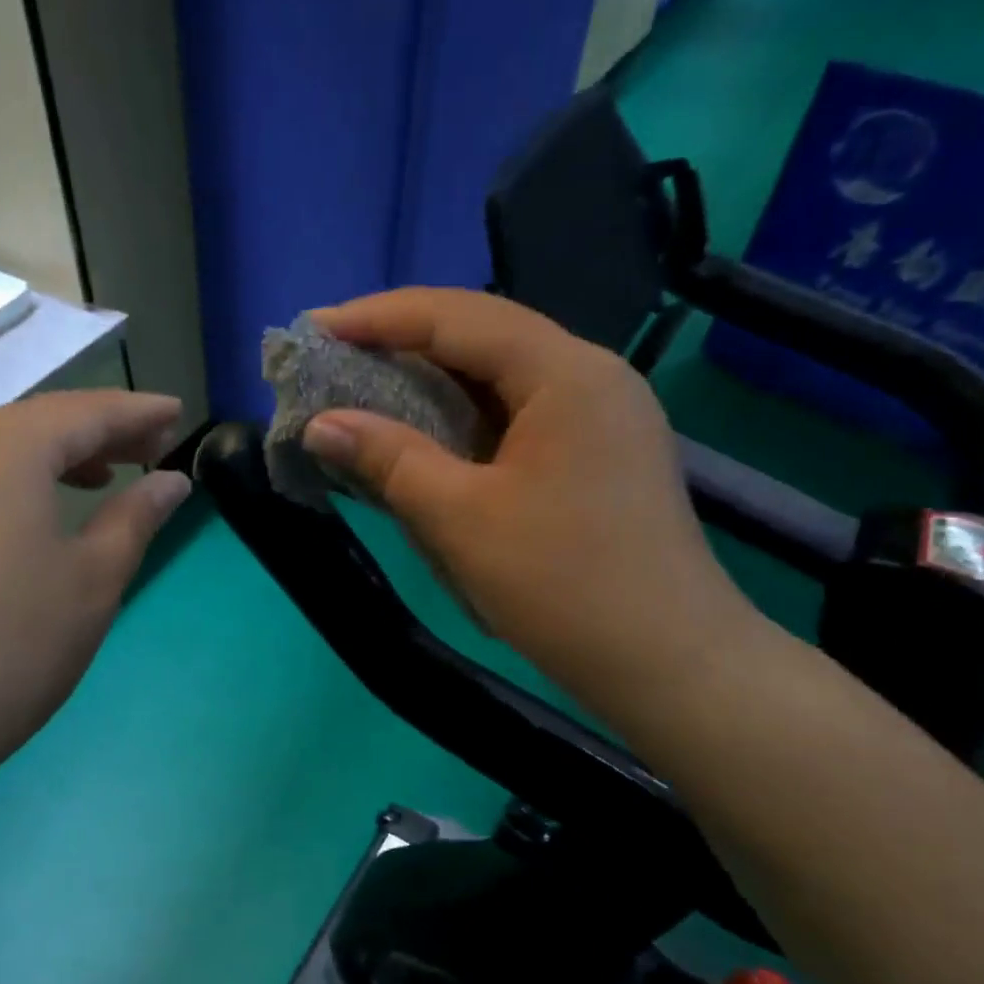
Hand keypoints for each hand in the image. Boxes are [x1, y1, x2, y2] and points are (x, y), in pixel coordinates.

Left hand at [0, 390, 190, 807]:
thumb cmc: (7, 646)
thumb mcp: (92, 580)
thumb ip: (135, 517)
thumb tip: (170, 480)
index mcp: (4, 447)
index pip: (86, 411)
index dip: (137, 412)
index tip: (177, 413)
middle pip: (36, 424)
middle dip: (97, 433)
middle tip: (149, 449)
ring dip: (53, 458)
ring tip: (98, 481)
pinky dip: (10, 484)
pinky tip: (29, 518)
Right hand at [301, 288, 756, 720]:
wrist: (669, 665)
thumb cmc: (563, 586)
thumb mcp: (461, 519)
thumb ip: (388, 459)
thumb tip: (319, 423)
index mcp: (566, 373)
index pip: (459, 317)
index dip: (378, 318)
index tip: (314, 328)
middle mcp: (590, 376)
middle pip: (483, 335)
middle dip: (403, 340)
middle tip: (334, 356)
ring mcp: (601, 415)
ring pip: (500, 375)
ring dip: (432, 379)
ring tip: (366, 387)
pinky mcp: (597, 453)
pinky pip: (517, 413)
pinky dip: (463, 417)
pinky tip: (425, 433)